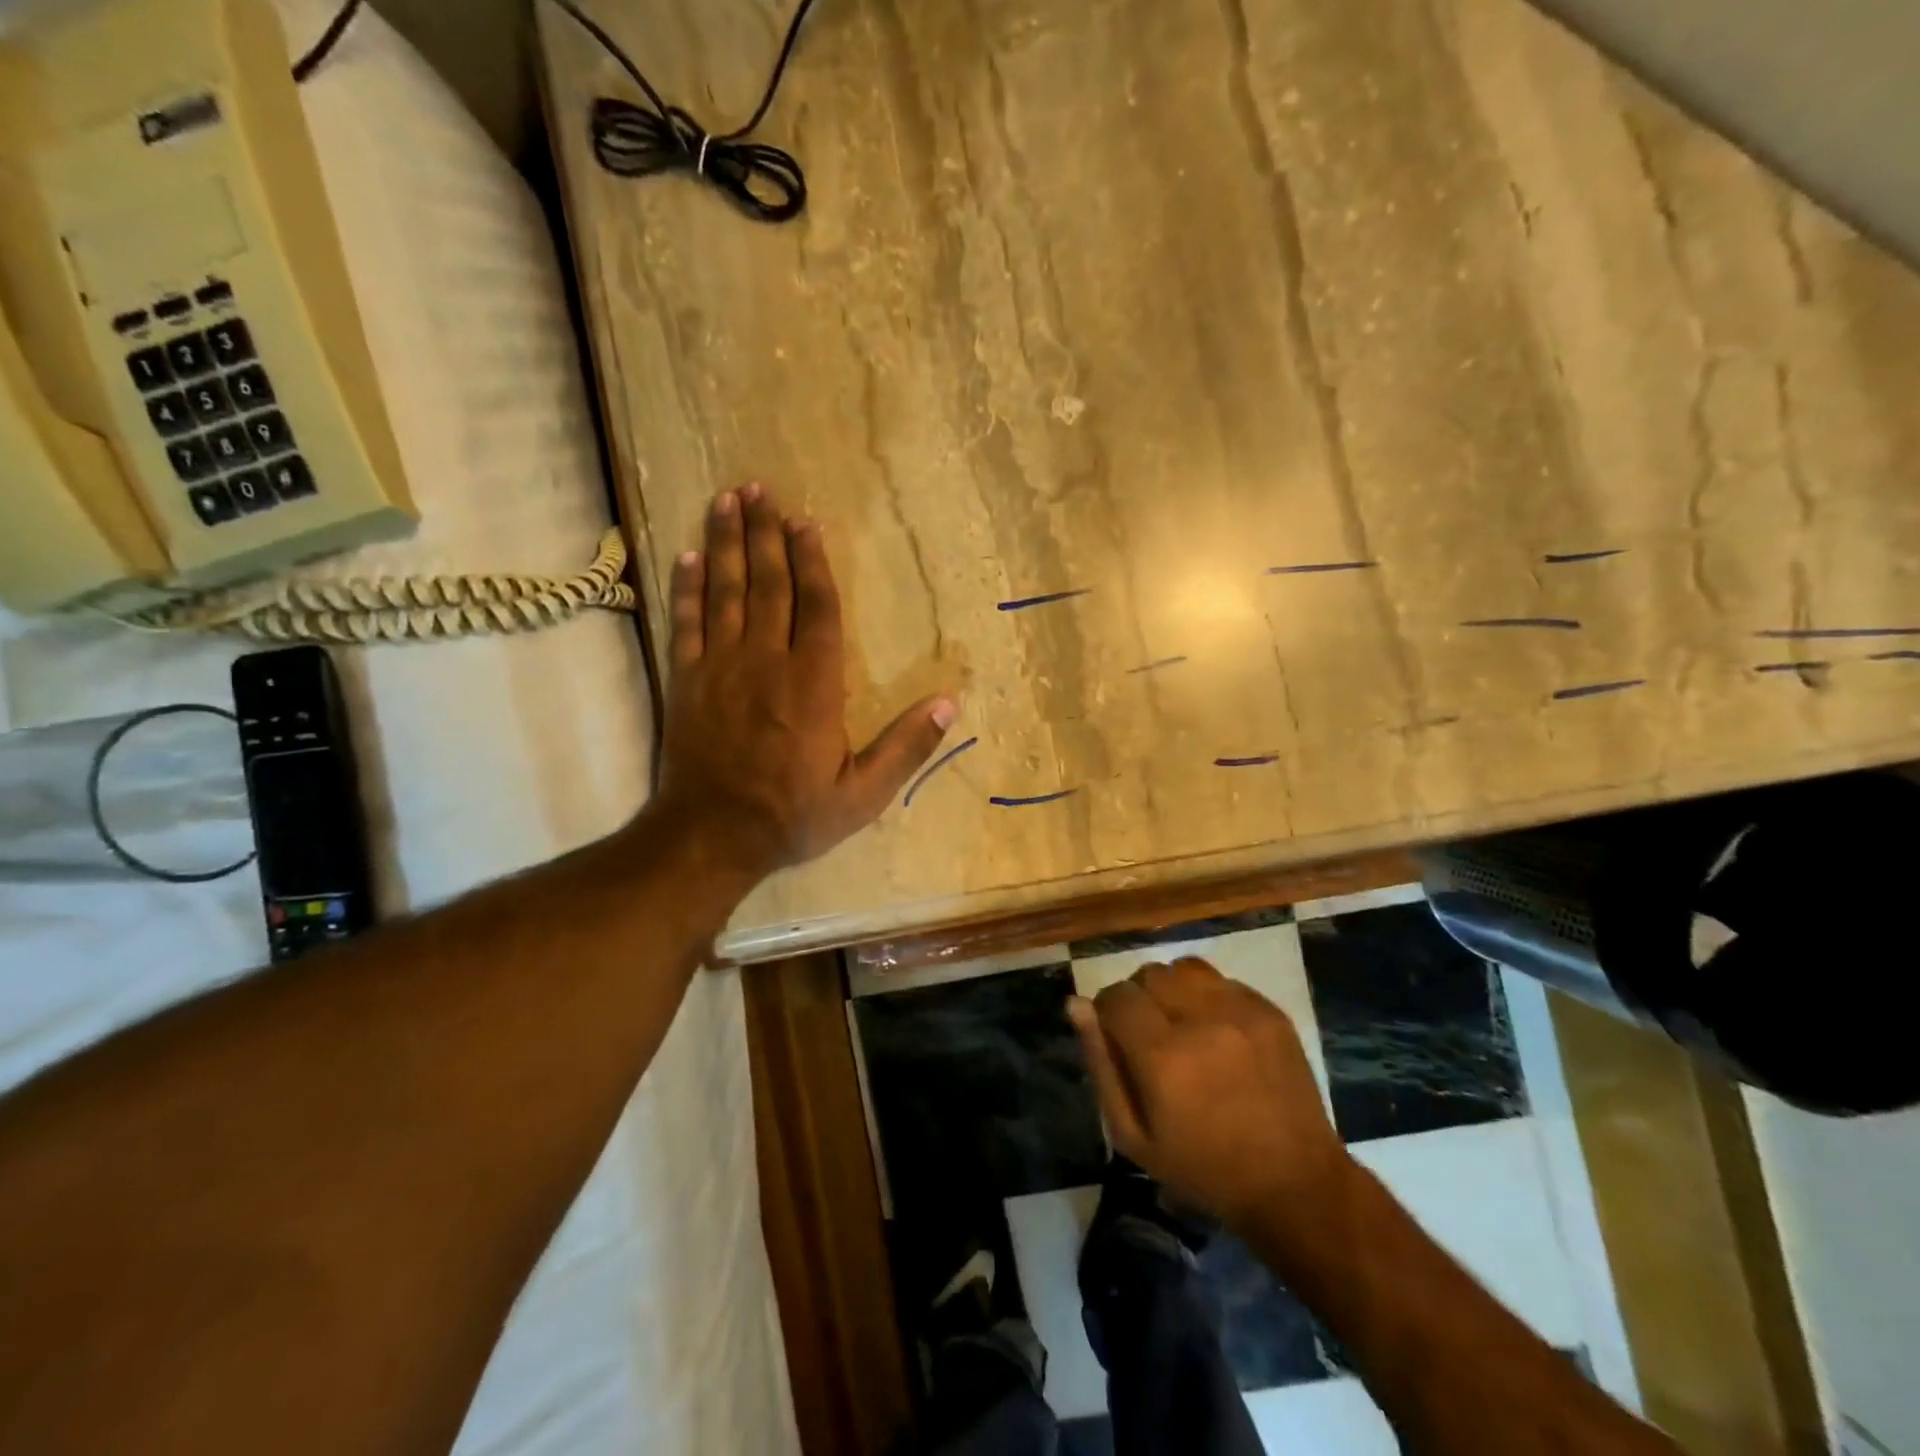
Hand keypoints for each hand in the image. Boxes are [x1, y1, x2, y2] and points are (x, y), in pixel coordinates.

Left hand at [655, 484, 957, 880]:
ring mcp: (722, 667)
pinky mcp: (688, 681)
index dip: (813, 563)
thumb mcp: (863, 794)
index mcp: (814, 684)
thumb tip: (951, 704)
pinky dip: (689, 586)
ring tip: (728, 499)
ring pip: (727, 591)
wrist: (712, 837)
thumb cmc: (793, 815)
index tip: (806, 523)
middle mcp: (768, 662)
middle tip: (761, 489)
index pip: (817, 609)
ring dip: (729, 543)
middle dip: (767, 534)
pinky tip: (691, 555)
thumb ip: (906, 747)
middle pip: (769, 585)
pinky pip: (688, 622)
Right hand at [1069, 958, 1350, 1233]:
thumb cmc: (1202, 1168)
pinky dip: (1209, 997)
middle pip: (1148, 974)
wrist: (1294, 1183)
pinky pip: (1222, 981)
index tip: (1117, 1036)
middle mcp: (1200, 1021)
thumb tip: (1076, 1004)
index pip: (1116, 996)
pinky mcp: (1270, 1010)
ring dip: (1174, 990)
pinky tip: (1217, 1032)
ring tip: (1183, 1024)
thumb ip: (1100, 1064)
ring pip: (1184, 968)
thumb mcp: (1133, 1135)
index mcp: (1161, 1057)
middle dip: (1140, 998)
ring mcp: (1240, 1012)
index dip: (1108, 1012)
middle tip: (1151, 1035)